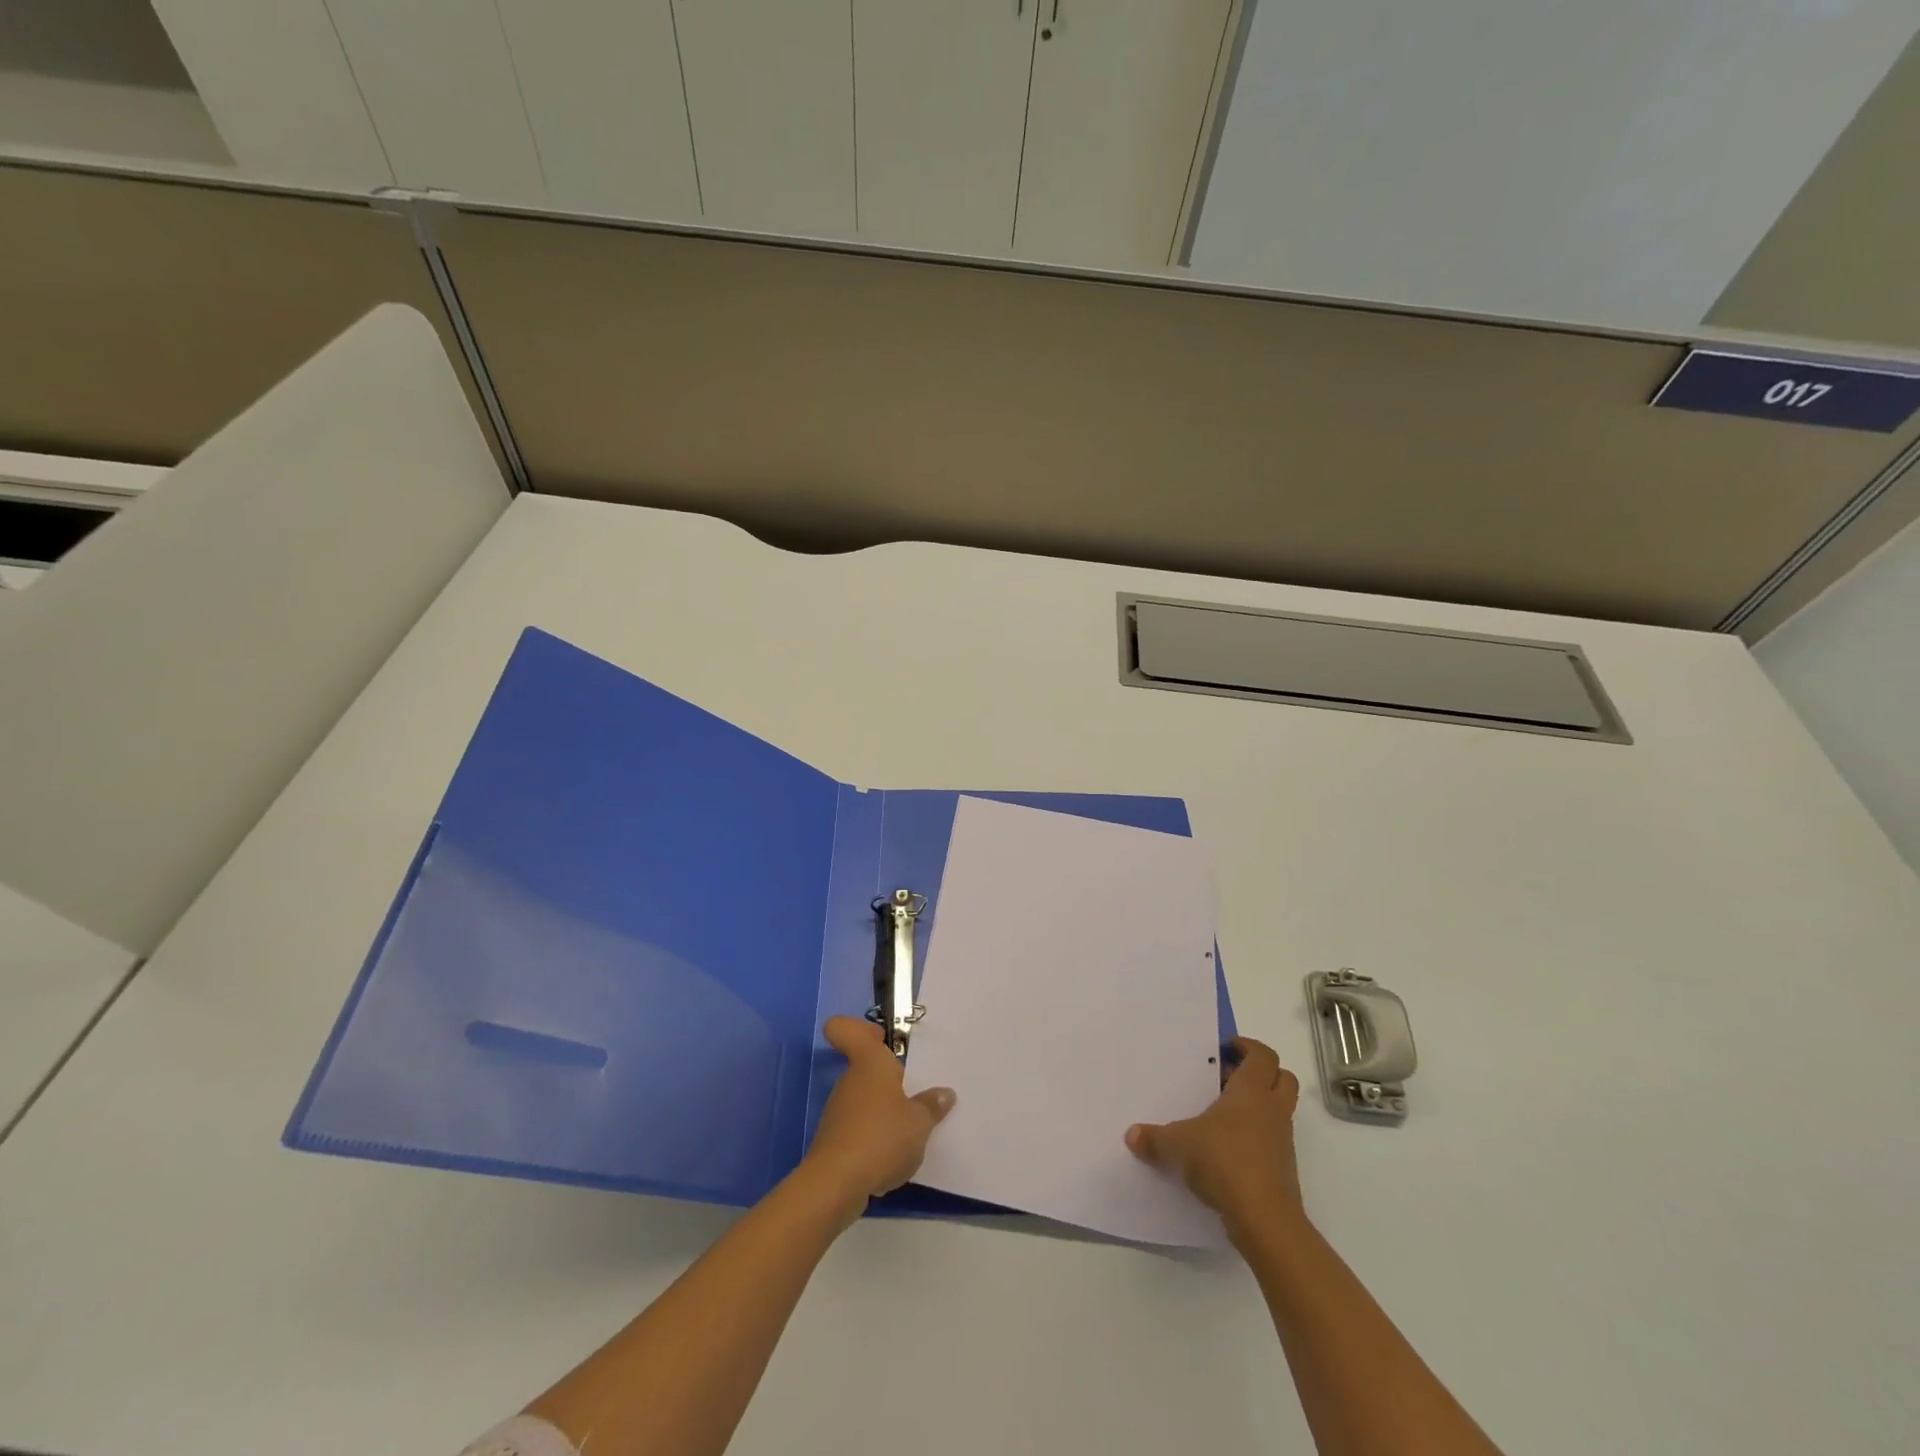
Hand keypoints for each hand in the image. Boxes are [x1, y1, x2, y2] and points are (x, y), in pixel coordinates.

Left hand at [803, 1017, 955, 1209]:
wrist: (838, 1184)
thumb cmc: (882, 1136)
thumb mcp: (919, 1122)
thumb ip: (931, 1106)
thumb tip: (944, 1093)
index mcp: (869, 1063)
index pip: (847, 1031)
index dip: (857, 1028)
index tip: (878, 1036)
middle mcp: (850, 1081)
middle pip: (865, 1069)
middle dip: (888, 1079)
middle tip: (917, 1091)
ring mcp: (838, 1112)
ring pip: (864, 1101)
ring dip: (884, 1111)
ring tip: (912, 1129)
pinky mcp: (835, 1143)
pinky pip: (860, 1129)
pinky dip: (875, 1138)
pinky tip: (894, 1157)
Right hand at [1125, 1037, 1304, 1238]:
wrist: (1264, 1219)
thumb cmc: (1223, 1161)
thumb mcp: (1178, 1145)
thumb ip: (1154, 1138)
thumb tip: (1132, 1135)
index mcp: (1251, 1091)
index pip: (1263, 1055)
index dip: (1247, 1047)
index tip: (1225, 1049)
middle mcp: (1272, 1110)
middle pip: (1283, 1078)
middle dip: (1261, 1074)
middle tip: (1228, 1078)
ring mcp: (1282, 1141)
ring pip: (1279, 1110)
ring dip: (1258, 1107)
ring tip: (1222, 1116)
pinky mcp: (1283, 1170)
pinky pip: (1273, 1141)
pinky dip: (1256, 1138)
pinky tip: (1226, 1150)